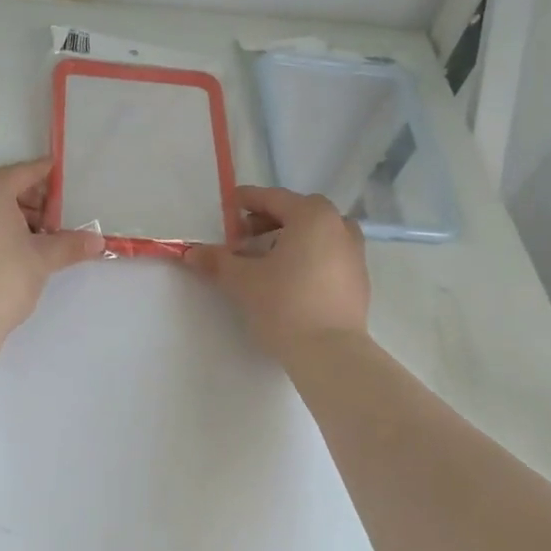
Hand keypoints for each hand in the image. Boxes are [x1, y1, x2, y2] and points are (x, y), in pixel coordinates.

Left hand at [0, 158, 104, 331]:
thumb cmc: (6, 276)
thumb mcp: (43, 258)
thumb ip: (70, 244)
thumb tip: (98, 241)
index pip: (23, 172)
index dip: (45, 174)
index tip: (59, 175)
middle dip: (20, 191)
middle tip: (43, 215)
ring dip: (2, 206)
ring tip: (28, 234)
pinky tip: (6, 245)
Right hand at [184, 186, 368, 358]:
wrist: (329, 352)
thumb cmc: (284, 305)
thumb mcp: (242, 281)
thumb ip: (217, 261)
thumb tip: (191, 252)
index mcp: (312, 216)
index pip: (274, 198)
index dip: (247, 200)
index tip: (228, 206)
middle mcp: (338, 226)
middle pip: (299, 212)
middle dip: (269, 220)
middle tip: (244, 237)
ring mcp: (354, 253)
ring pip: (317, 234)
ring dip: (291, 238)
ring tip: (267, 258)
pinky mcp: (359, 279)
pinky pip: (329, 255)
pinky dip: (308, 256)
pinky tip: (289, 279)